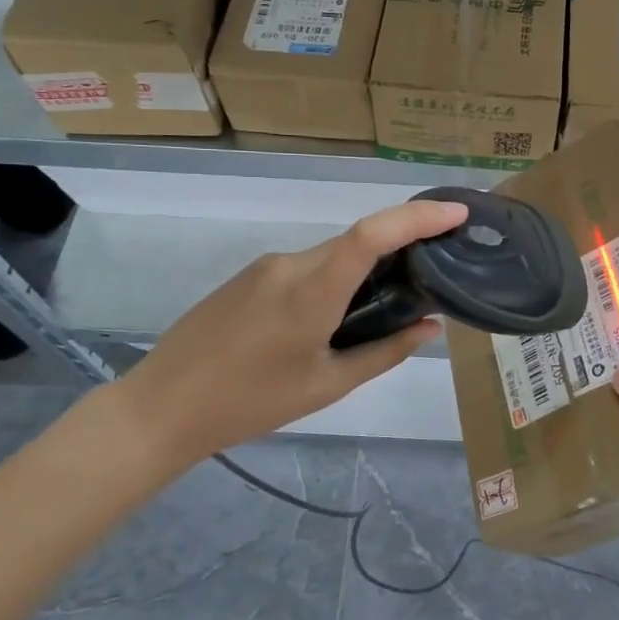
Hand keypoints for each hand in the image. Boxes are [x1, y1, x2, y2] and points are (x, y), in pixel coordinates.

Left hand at [104, 198, 468, 480]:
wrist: (161, 407)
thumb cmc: (250, 403)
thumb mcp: (326, 385)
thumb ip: (384, 352)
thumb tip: (429, 327)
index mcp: (312, 290)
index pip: (372, 235)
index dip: (418, 217)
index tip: (457, 213)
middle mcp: (289, 264)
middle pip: (356, 242)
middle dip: (400, 246)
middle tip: (433, 273)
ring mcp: (265, 266)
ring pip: (331, 255)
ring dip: (364, 270)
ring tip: (384, 309)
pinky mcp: (249, 276)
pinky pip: (306, 267)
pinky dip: (334, 278)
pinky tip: (333, 318)